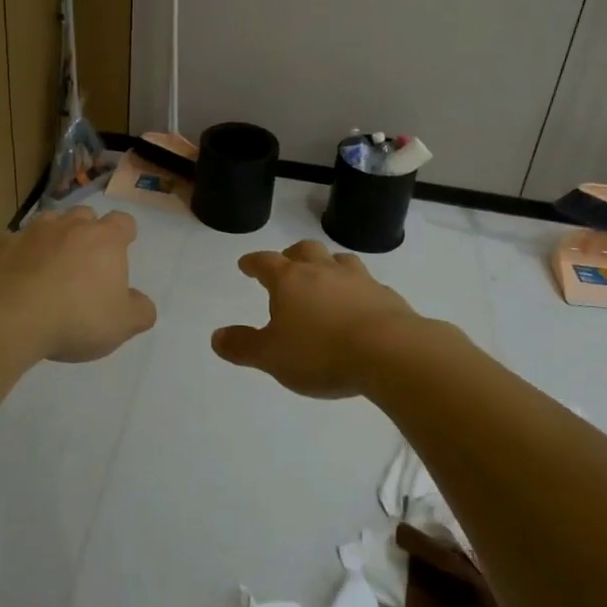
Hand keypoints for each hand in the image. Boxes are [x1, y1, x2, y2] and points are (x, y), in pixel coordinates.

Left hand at [0, 207, 157, 362]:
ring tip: (50, 262)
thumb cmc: (76, 318)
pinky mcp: (0, 245)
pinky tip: (14, 274)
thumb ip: (140, 311)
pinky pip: (12, 242)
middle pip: (84, 215)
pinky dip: (17, 253)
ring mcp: (31, 232)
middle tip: (85, 259)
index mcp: (105, 240)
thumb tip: (141, 302)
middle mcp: (70, 226)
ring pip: (48, 222)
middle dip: (87, 230)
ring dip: (52, 236)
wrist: (9, 316)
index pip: (123, 222)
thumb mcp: (121, 325)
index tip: (122, 247)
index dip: (124, 232)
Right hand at [212, 239, 419, 397]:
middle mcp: (322, 271)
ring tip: (326, 279)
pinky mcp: (386, 296)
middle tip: (287, 265)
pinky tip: (360, 305)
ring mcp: (358, 280)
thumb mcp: (271, 357)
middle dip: (293, 254)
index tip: (246, 265)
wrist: (389, 353)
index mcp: (290, 280)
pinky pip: (368, 284)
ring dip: (329, 265)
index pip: (265, 262)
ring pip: (340, 260)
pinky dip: (358, 290)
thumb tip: (216, 337)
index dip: (253, 262)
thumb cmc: (320, 353)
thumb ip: (243, 346)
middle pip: (305, 250)